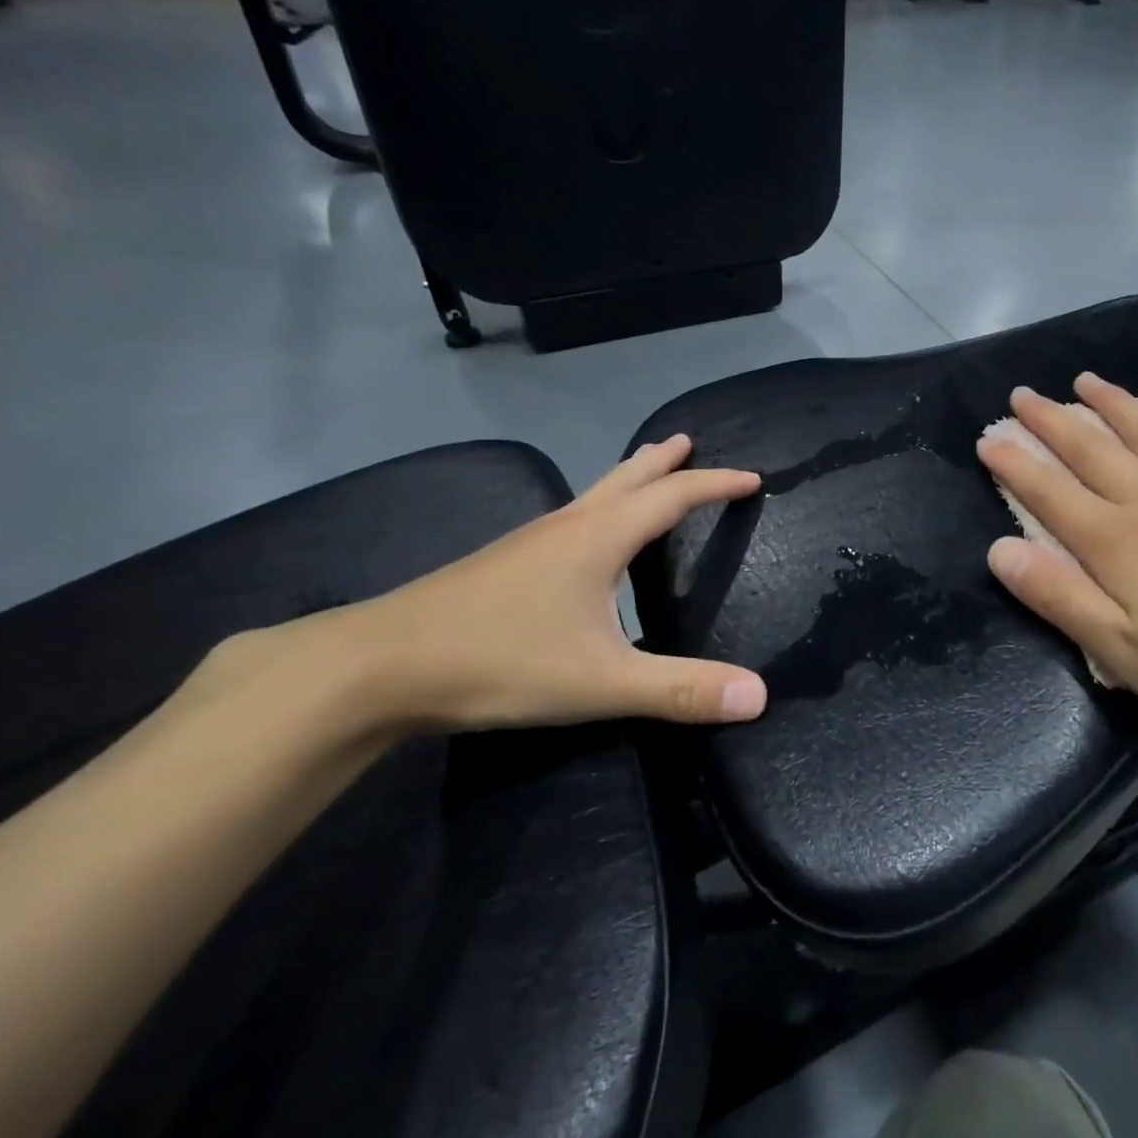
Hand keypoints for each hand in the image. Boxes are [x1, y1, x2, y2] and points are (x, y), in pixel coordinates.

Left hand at [216, 436, 767, 734]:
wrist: (379, 666)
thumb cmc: (500, 661)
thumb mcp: (601, 682)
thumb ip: (680, 690)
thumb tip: (758, 695)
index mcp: (600, 538)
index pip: (674, 496)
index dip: (716, 485)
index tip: (752, 479)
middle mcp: (569, 526)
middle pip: (628, 477)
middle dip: (664, 461)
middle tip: (688, 441)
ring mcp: (531, 541)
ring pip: (593, 494)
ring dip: (628, 478)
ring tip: (645, 471)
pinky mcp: (505, 563)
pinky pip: (569, 517)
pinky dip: (598, 507)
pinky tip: (584, 536)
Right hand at [975, 374, 1137, 738]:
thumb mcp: (1125, 652)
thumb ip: (1058, 597)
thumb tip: (999, 551)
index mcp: (1115, 540)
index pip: (1048, 492)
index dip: (1013, 464)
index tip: (986, 438)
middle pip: (1091, 449)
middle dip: (1050, 420)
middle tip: (1021, 394)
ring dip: (1114, 403)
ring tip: (1086, 380)